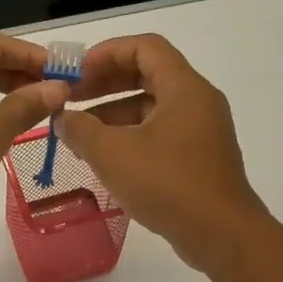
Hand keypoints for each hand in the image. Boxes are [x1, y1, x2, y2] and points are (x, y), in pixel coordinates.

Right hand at [59, 34, 272, 275]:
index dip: (105, 53)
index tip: (75, 73)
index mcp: (184, 88)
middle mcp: (197, 102)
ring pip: (152, 108)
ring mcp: (201, 132)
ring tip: (79, 135)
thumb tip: (62, 119)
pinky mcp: (199, 159)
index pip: (144, 47)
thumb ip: (81, 130)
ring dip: (113, 114)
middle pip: (147, 76)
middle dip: (105, 84)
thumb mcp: (113, 154)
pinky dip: (130, 137)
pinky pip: (160, 134)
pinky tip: (105, 159)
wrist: (220, 234)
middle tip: (71, 100)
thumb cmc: (167, 184)